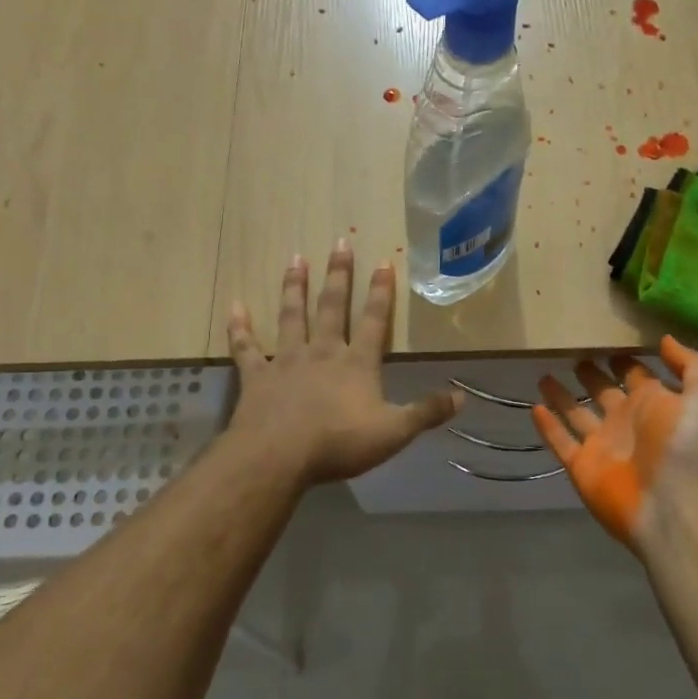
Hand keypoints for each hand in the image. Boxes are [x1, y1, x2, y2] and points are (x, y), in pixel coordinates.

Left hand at [226, 241, 463, 485]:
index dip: (381, 291)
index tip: (384, 261)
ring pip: (292, 316)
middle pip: (332, 306)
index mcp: (357, 363)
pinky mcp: (258, 376)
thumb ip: (427, 412)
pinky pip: (247, 347)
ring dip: (294, 287)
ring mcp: (288, 360)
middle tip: (340, 242)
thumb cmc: (339, 443)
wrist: (279, 455)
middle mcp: (323, 351)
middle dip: (339, 274)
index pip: (374, 320)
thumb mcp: (394, 432)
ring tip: (296, 259)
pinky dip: (240, 327)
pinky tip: (235, 306)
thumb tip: (462, 396)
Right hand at [532, 335, 697, 552]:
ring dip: (563, 396)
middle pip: (604, 392)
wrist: (676, 501)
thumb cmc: (692, 442)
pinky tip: (534, 407)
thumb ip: (689, 363)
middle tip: (572, 353)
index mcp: (657, 403)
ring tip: (544, 375)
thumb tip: (664, 340)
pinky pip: (560, 442)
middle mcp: (628, 422)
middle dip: (592, 374)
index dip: (624, 359)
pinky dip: (548, 427)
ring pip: (577, 414)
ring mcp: (604, 445)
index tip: (605, 339)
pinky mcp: (582, 466)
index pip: (636, 374)